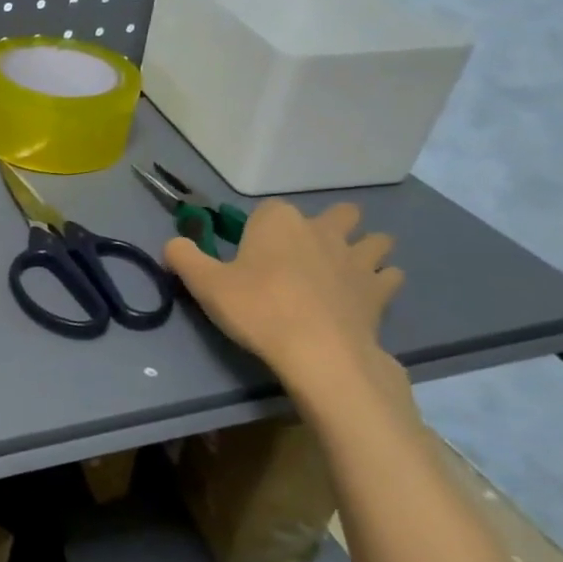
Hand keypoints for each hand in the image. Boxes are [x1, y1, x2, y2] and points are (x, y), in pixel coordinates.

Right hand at [164, 200, 403, 390]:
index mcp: (279, 222)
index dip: (261, 229)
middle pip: (339, 214)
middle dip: (329, 227)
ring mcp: (358, 258)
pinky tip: (363, 297)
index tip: (251, 254)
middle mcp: (323, 230)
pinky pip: (389, 276)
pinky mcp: (380, 290)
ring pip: (375, 240)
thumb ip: (184, 257)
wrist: (317, 352)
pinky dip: (380, 282)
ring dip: (364, 249)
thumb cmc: (257, 309)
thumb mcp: (204, 284)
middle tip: (305, 256)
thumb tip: (173, 243)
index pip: (270, 209)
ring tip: (343, 271)